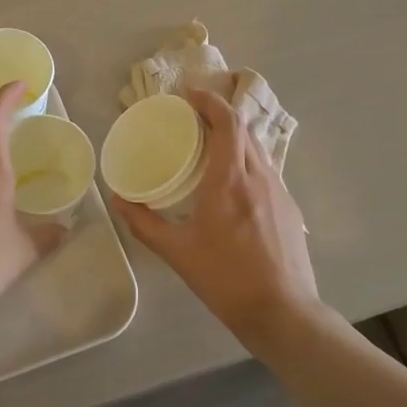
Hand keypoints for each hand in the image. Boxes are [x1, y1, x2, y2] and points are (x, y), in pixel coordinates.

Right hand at [112, 88, 317, 344]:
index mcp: (230, 180)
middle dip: (218, 114)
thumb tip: (117, 200)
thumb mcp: (178, 252)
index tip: (188, 94)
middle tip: (191, 117)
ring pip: (257, 148)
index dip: (209, 101)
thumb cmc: (226, 279)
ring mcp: (279, 191)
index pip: (227, 122)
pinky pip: (265, 169)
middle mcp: (258, 176)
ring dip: (234, 136)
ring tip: (209, 143)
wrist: (283, 313)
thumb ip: (145, 223)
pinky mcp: (289, 208)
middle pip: (243, 129)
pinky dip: (246, 159)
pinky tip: (232, 181)